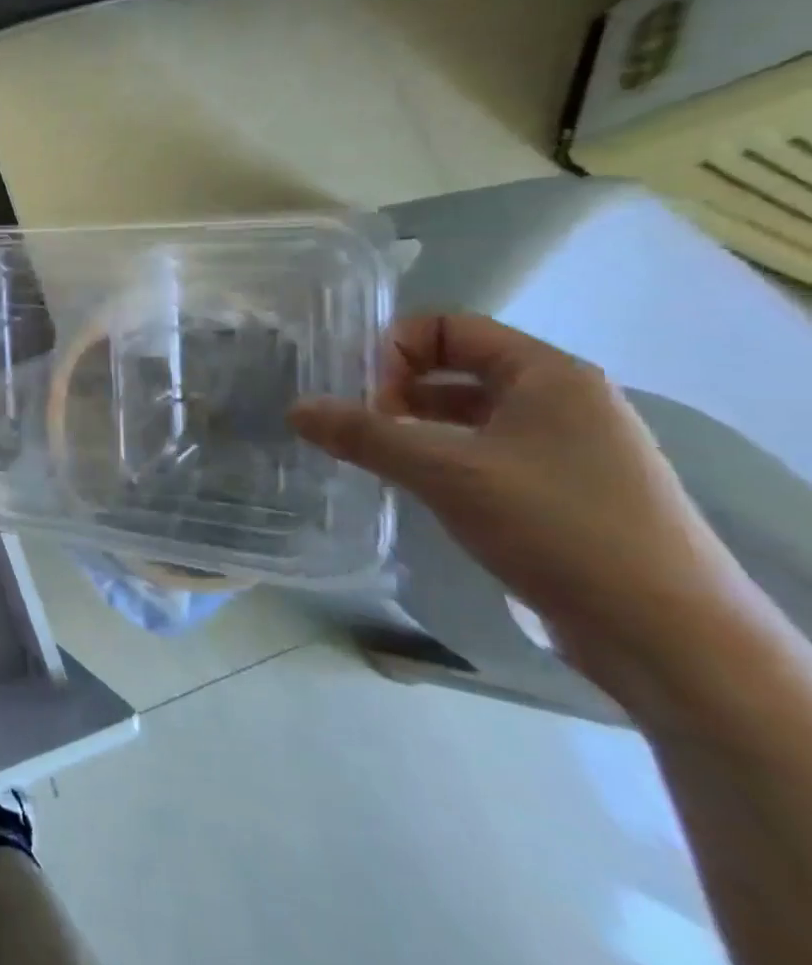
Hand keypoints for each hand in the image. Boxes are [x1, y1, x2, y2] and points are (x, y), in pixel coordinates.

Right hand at [287, 313, 751, 694]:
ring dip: (417, 426)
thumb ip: (364, 434)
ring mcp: (571, 448)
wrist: (668, 637)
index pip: (449, 327)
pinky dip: (444, 457)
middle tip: (360, 426)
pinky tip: (418, 487)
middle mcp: (565, 399)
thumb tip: (295, 409)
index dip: (394, 350)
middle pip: (458, 367)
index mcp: (548, 374)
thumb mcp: (445, 471)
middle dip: (399, 388)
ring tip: (376, 456)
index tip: (362, 396)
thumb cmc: (557, 527)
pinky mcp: (568, 492)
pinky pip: (488, 452)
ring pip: (471, 414)